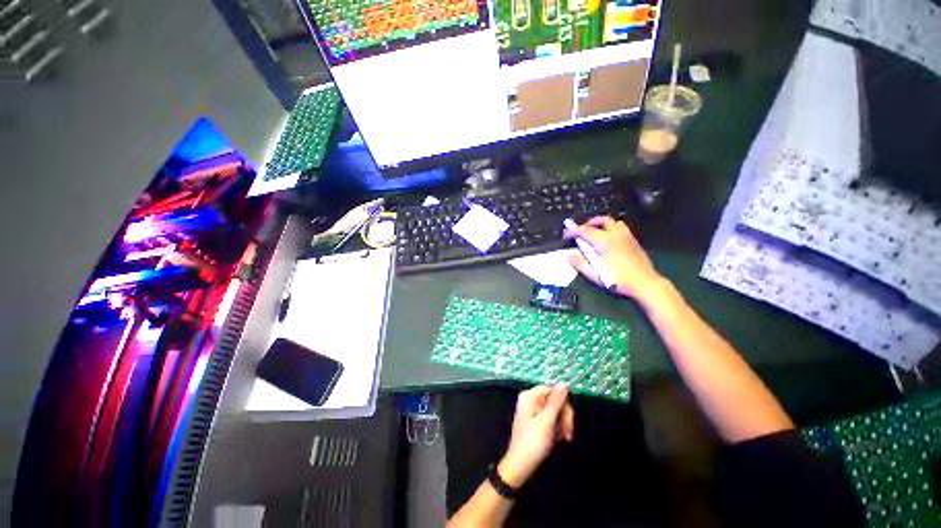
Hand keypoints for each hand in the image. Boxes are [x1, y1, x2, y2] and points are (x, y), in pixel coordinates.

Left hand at [498, 385, 574, 487]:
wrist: (520, 466)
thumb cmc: (533, 442)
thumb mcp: (547, 421)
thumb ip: (556, 402)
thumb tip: (564, 383)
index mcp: (530, 396)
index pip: (552, 390)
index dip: (563, 403)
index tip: (569, 420)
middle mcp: (531, 400)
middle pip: (555, 401)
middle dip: (564, 416)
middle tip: (568, 433)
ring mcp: (533, 411)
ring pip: (555, 411)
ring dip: (562, 424)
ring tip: (563, 438)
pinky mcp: (536, 422)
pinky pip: (551, 420)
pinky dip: (557, 429)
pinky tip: (557, 439)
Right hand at [564, 216, 666, 302]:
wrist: (645, 283)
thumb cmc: (617, 280)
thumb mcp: (594, 274)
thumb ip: (579, 263)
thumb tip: (569, 255)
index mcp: (604, 241)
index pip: (584, 230)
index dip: (572, 231)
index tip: (565, 235)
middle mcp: (615, 234)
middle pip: (600, 220)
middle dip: (588, 223)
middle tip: (580, 232)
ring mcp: (626, 236)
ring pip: (612, 222)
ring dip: (600, 224)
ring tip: (594, 234)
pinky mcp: (633, 241)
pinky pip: (620, 228)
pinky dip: (610, 229)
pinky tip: (608, 240)